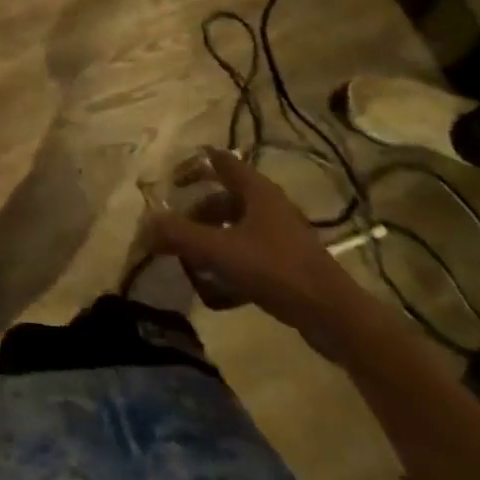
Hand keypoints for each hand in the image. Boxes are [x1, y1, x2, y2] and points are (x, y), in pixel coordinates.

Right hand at [150, 150, 369, 351]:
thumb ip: (180, 235)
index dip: (193, 165)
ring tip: (190, 262)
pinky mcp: (288, 265)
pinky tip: (215, 292)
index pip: (219, 161)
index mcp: (256, 190)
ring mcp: (281, 236)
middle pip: (224, 198)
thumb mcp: (221, 250)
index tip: (170, 180)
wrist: (336, 318)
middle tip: (175, 230)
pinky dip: (229, 265)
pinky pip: (249, 255)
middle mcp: (268, 206)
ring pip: (236, 228)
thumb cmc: (277, 270)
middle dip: (196, 213)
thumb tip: (144, 224)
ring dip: (211, 241)